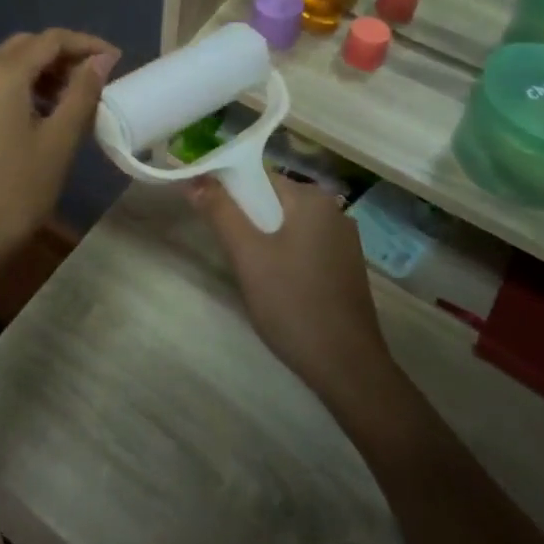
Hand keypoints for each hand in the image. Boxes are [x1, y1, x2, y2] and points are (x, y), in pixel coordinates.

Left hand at [0, 29, 118, 270]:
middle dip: (63, 54)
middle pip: (26, 46)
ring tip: (75, 95)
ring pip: (9, 64)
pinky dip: (23, 86)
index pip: (50, 40)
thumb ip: (82, 93)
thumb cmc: (18, 189)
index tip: (115, 59)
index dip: (86, 44)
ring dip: (43, 70)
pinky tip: (45, 112)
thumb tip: (101, 61)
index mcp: (2, 74)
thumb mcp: (59, 140)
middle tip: (95, 75)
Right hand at [188, 173, 393, 411]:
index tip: (206, 212)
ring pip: (287, 224)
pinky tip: (275, 283)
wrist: (348, 367)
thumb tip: (195, 179)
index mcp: (311, 198)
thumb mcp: (248, 256)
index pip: (257, 176)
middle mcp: (332, 209)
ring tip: (248, 269)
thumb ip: (220, 212)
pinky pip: (304, 244)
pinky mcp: (346, 266)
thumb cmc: (293, 303)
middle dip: (246, 218)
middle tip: (228, 249)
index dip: (227, 189)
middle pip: (273, 199)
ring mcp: (343, 239)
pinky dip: (284, 254)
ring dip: (263, 238)